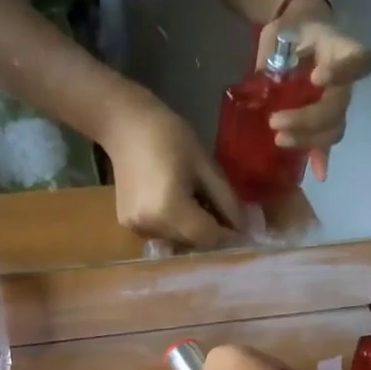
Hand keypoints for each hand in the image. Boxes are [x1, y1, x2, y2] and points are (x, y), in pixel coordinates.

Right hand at [102, 90, 242, 247]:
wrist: (125, 126)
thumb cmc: (170, 137)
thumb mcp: (205, 165)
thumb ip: (226, 200)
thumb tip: (243, 227)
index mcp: (170, 210)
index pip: (208, 237)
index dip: (229, 235)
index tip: (245, 228)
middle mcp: (151, 227)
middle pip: (192, 243)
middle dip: (212, 233)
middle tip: (224, 214)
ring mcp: (136, 229)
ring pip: (177, 242)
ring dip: (193, 231)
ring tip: (199, 205)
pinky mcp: (129, 226)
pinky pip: (161, 234)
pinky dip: (175, 226)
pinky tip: (177, 204)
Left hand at [258, 0, 370, 181]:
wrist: (296, 31)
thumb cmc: (289, 30)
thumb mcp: (278, 34)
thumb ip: (273, 59)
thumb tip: (263, 87)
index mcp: (339, 50)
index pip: (358, 61)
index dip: (343, 72)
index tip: (317, 78)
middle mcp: (345, 79)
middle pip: (338, 106)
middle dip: (308, 119)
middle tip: (275, 122)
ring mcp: (337, 100)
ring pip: (334, 127)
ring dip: (308, 139)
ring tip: (279, 140)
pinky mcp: (326, 118)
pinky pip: (327, 141)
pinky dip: (322, 158)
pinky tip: (318, 173)